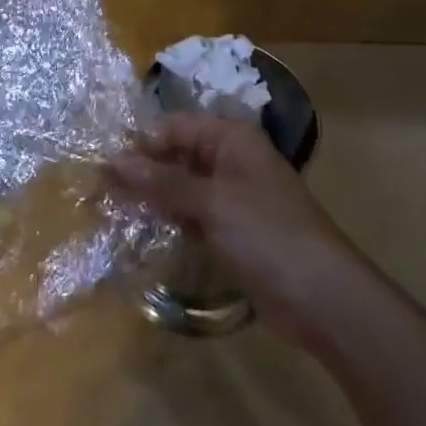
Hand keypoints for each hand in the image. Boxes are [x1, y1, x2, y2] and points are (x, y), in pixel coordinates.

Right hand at [110, 113, 359, 343]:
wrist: (323, 299)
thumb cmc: (266, 233)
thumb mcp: (210, 202)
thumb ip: (160, 181)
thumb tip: (112, 159)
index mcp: (231, 138)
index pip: (175, 126)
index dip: (142, 141)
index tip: (106, 161)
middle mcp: (231, 160)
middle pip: (177, 154)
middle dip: (143, 168)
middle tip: (102, 185)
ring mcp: (233, 197)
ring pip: (182, 186)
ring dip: (153, 194)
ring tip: (113, 205)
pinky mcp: (233, 230)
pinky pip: (193, 214)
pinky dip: (170, 218)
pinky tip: (143, 226)